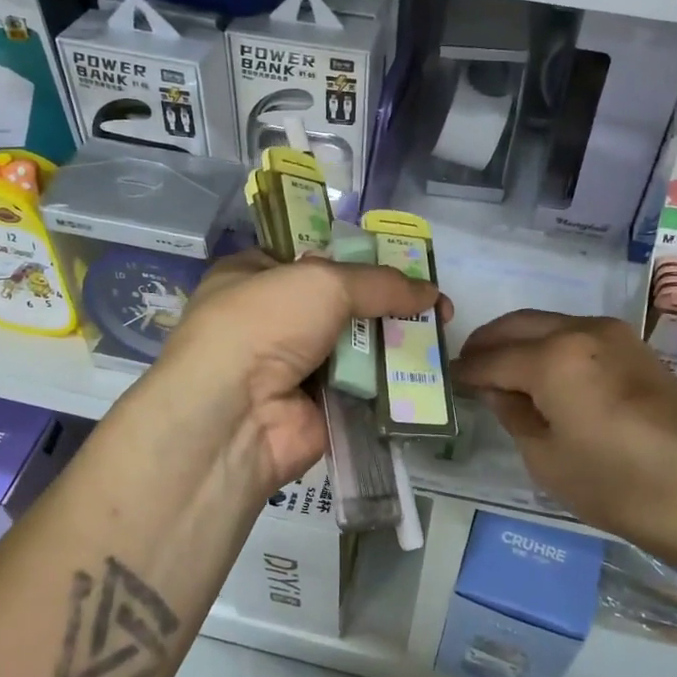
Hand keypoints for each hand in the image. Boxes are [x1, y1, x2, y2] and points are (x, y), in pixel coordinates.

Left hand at [149, 251, 449, 493]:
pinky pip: (363, 388)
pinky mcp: (317, 408)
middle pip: (341, 304)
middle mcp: (270, 320)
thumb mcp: (321, 281)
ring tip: (442, 334)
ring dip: (395, 342)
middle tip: (435, 304)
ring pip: (357, 347)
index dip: (357, 259)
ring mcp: (293, 367)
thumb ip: (379, 283)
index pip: (310, 260)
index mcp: (253, 276)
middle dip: (386, 303)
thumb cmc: (263, 324)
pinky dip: (391, 382)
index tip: (402, 264)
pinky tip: (430, 373)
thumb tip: (430, 291)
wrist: (233, 416)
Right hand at [455, 311, 676, 564]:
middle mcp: (582, 330)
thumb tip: (499, 390)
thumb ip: (514, 414)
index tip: (447, 380)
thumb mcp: (547, 459)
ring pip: (548, 324)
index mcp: (554, 357)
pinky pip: (577, 334)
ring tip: (501, 371)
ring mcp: (615, 334)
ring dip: (519, 341)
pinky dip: (550, 346)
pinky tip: (543, 373)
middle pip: (518, 326)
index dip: (466, 371)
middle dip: (487, 344)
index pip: (493, 358)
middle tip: (467, 368)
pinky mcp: (636, 348)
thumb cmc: (619, 486)